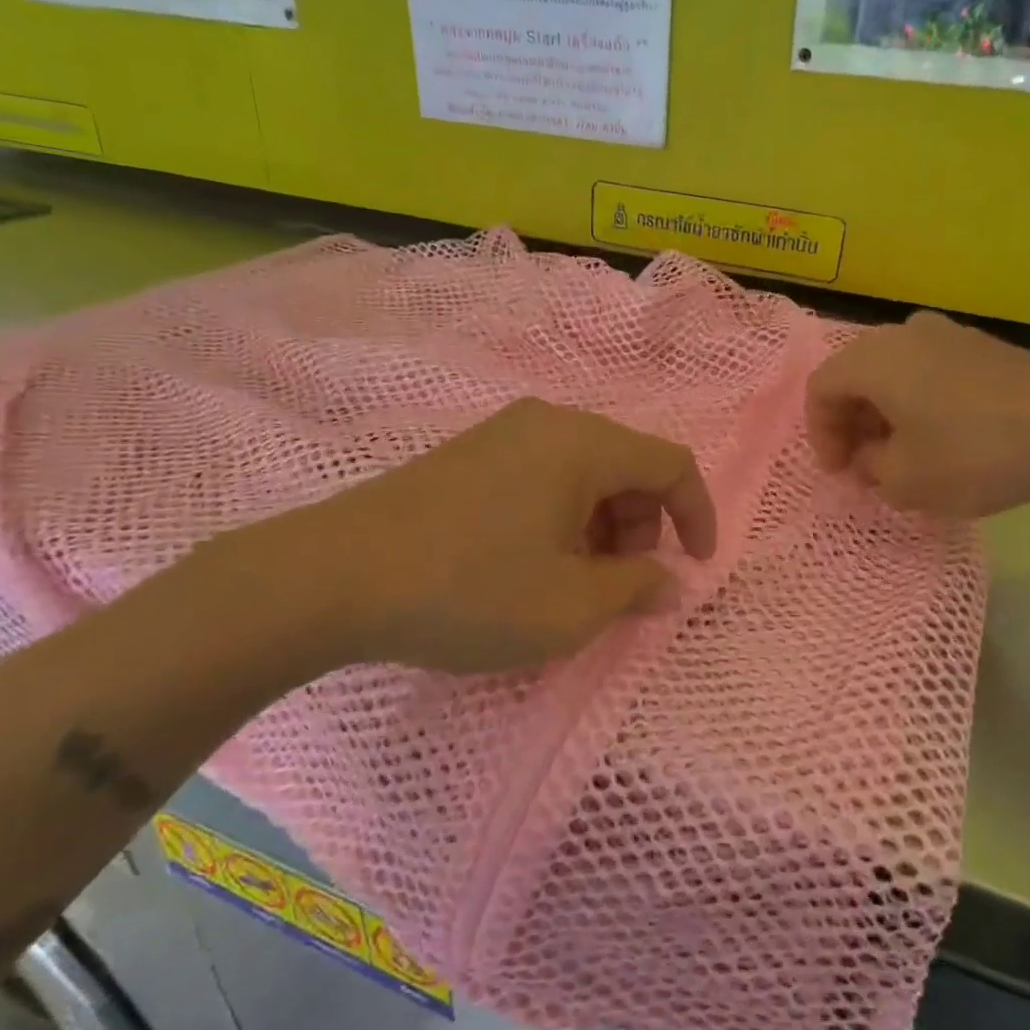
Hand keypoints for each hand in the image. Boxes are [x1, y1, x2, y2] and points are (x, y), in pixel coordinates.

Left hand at [215, 398, 717, 677]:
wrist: (333, 577)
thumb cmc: (470, 589)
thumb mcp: (570, 606)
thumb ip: (636, 590)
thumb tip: (670, 583)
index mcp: (583, 443)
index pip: (671, 464)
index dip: (697, 516)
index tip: (696, 569)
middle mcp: (548, 423)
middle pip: (628, 465)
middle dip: (645, 526)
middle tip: (624, 585)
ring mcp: (502, 434)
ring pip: (584, 473)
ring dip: (603, 526)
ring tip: (576, 584)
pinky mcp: (468, 456)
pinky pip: (542, 477)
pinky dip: (563, 519)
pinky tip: (532, 565)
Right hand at [805, 312, 1029, 517]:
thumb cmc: (973, 453)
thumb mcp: (905, 480)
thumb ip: (871, 468)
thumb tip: (872, 456)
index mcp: (874, 358)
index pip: (821, 388)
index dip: (820, 434)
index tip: (839, 472)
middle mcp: (906, 333)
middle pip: (857, 375)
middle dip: (852, 423)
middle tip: (864, 464)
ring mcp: (951, 334)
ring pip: (896, 373)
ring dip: (886, 414)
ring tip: (902, 456)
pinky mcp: (986, 348)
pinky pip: (931, 372)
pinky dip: (920, 404)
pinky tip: (943, 439)